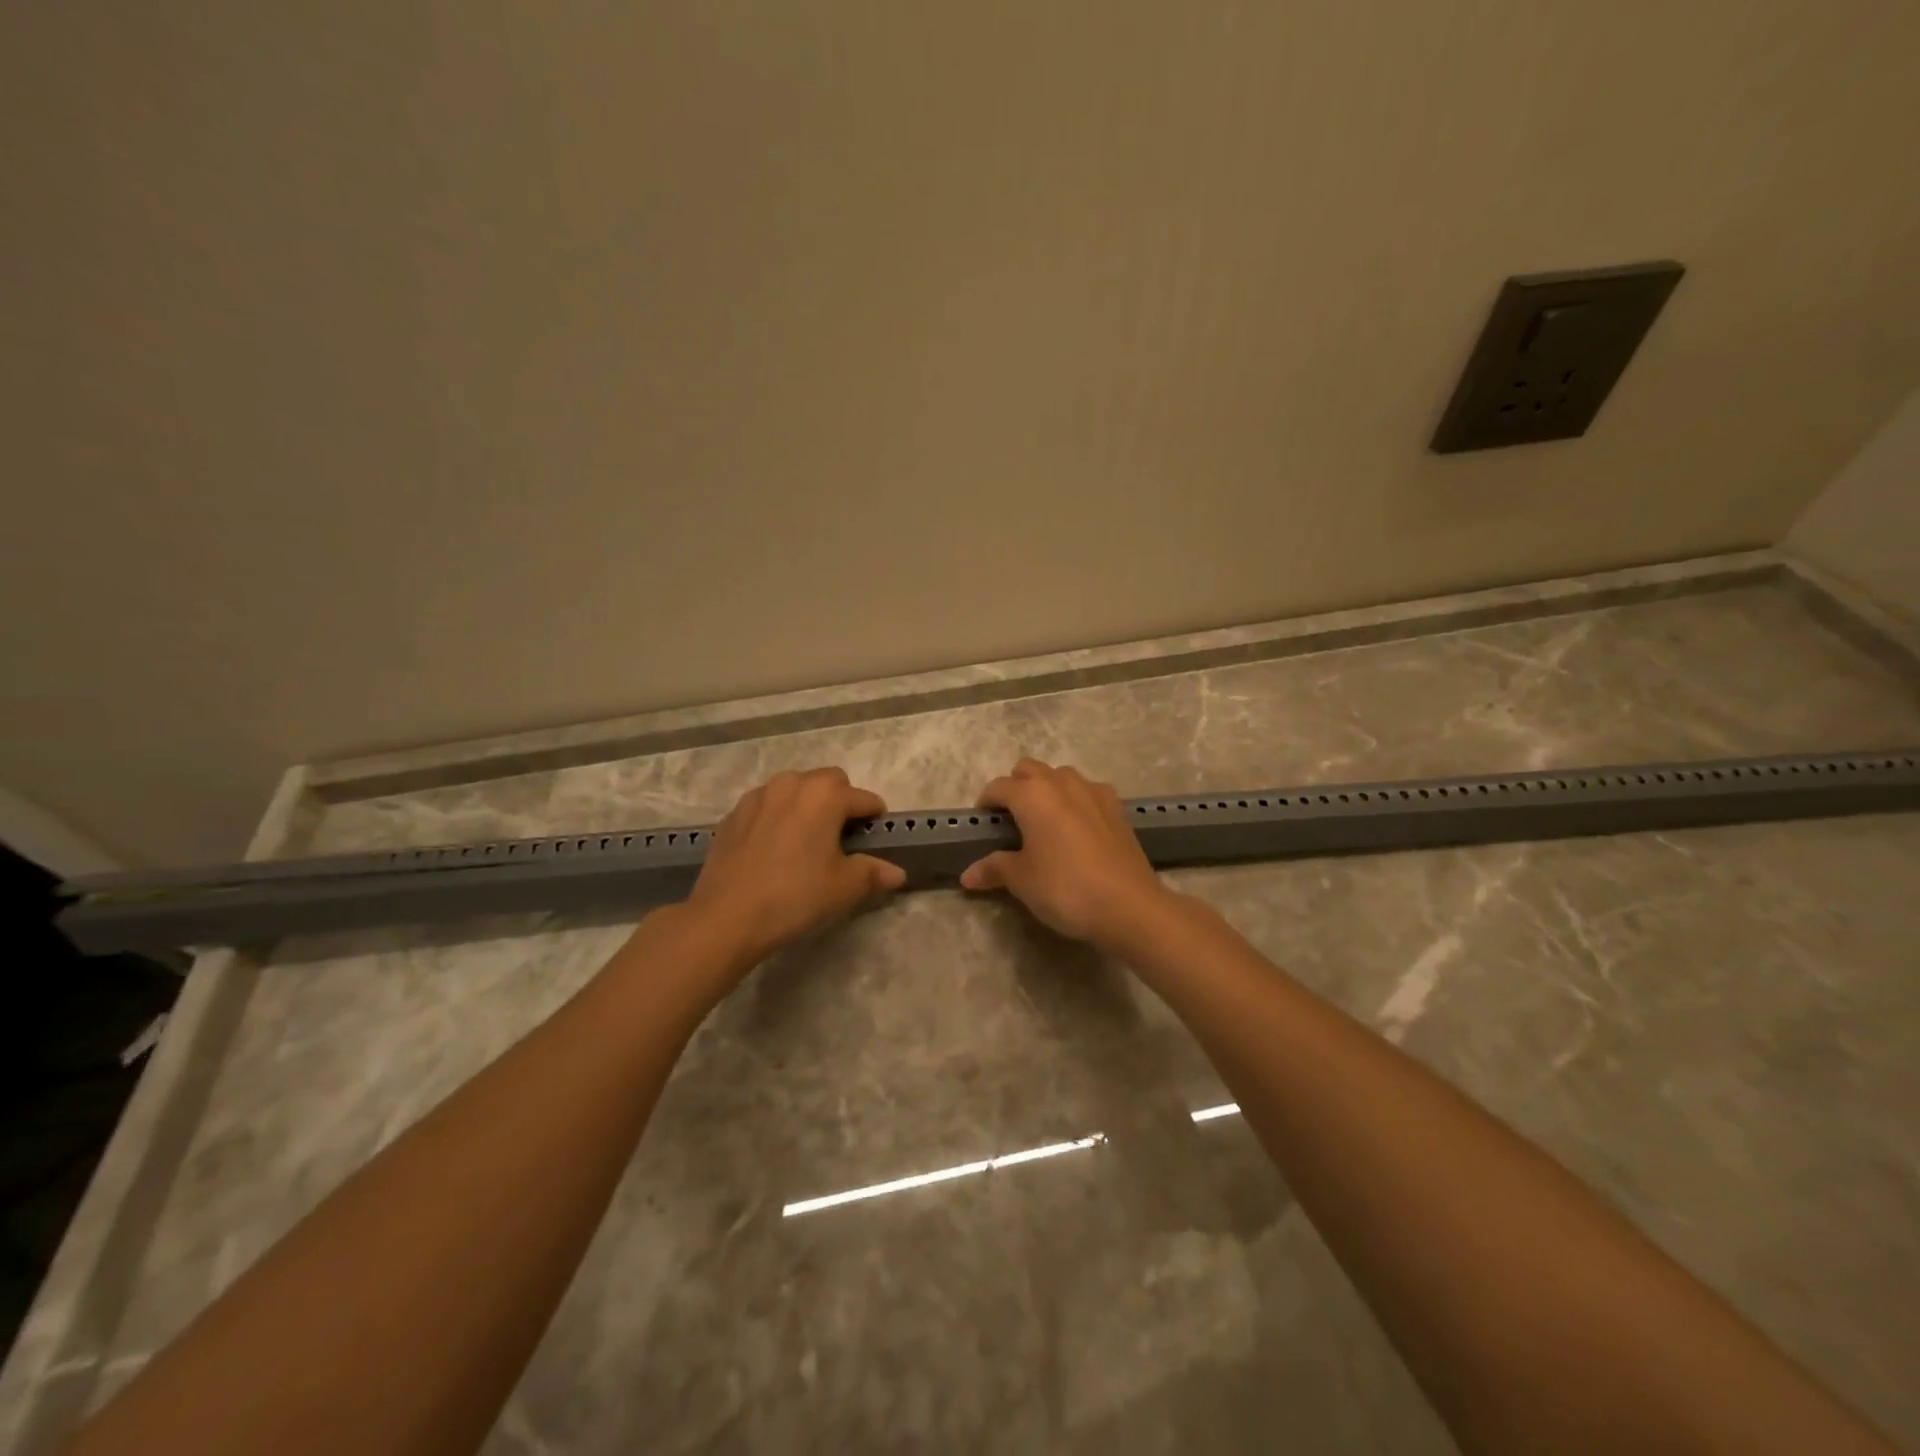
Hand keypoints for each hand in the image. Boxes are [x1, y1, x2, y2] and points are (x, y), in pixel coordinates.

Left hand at [684, 767, 906, 964]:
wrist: (726, 916)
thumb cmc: (795, 896)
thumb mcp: (843, 888)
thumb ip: (873, 873)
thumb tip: (897, 873)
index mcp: (825, 794)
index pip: (864, 798)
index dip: (874, 818)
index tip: (875, 839)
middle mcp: (792, 783)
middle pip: (828, 782)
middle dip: (840, 802)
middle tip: (840, 838)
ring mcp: (758, 796)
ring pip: (794, 789)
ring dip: (806, 805)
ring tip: (805, 841)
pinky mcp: (733, 814)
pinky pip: (766, 806)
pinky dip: (777, 817)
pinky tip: (773, 850)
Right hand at [959, 759, 1172, 946]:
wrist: (1128, 904)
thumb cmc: (1065, 888)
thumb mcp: (1022, 881)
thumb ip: (994, 869)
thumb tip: (968, 875)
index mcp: (1031, 795)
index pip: (998, 787)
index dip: (986, 803)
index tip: (983, 824)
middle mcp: (1061, 783)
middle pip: (1029, 769)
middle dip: (1016, 787)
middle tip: (1012, 819)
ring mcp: (1093, 791)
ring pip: (1060, 776)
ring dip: (1047, 789)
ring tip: (1044, 822)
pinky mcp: (1117, 807)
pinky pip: (1087, 792)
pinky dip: (1075, 801)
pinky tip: (1077, 829)